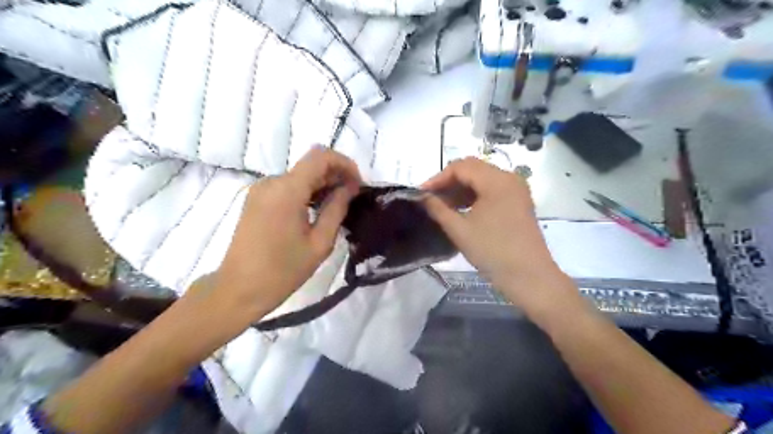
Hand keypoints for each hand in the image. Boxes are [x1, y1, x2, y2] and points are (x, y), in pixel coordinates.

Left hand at [209, 147, 362, 319]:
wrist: (239, 290)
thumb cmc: (283, 271)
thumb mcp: (320, 242)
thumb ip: (337, 208)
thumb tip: (350, 187)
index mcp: (287, 190)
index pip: (320, 156)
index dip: (344, 164)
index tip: (358, 184)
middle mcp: (271, 182)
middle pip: (310, 165)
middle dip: (335, 176)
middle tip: (352, 199)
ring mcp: (261, 190)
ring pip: (300, 176)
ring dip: (321, 185)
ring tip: (337, 208)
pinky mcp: (256, 199)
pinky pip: (287, 186)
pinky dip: (306, 192)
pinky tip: (316, 212)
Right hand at [422, 157, 572, 310]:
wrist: (530, 278)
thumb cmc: (493, 252)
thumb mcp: (460, 230)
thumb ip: (438, 209)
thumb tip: (422, 197)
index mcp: (497, 180)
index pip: (461, 167)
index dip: (438, 178)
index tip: (422, 194)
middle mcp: (509, 178)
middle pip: (472, 169)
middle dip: (449, 182)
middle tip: (430, 199)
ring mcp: (516, 190)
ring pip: (482, 179)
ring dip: (461, 189)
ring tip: (443, 206)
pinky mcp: (518, 202)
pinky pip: (492, 190)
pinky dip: (474, 196)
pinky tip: (461, 210)